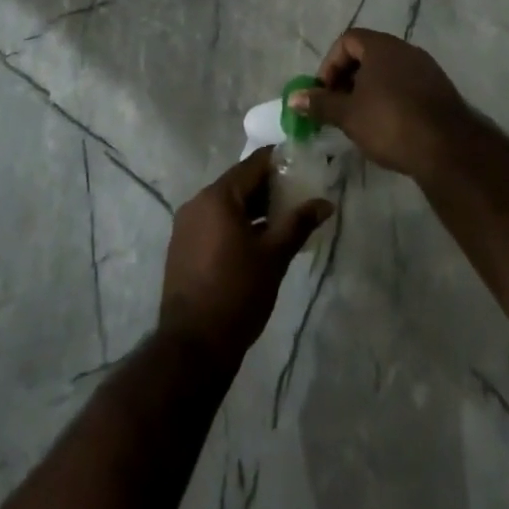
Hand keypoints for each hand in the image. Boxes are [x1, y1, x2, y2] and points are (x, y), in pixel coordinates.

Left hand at [159, 148, 331, 362]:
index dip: (280, 162)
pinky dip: (236, 223)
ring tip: (283, 220)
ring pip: (227, 204)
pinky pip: (214, 222)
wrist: (193, 347)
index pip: (254, 164)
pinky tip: (257, 241)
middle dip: (269, 188)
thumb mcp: (274, 256)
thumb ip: (299, 223)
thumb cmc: (237, 293)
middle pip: (239, 182)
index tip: (303, 164)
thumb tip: (325, 203)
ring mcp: (186, 225)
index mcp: (218, 196)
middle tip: (299, 196)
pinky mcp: (182, 246)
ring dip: (253, 208)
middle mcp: (197, 202)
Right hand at [293, 28, 479, 177]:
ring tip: (360, 119)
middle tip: (338, 106)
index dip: (330, 64)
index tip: (324, 92)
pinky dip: (391, 98)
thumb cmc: (390, 122)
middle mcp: (405, 49)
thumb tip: (293, 98)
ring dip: (369, 89)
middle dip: (348, 78)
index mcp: (382, 46)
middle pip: (368, 54)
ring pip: (388, 71)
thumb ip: (320, 103)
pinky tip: (388, 126)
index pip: (348, 40)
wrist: (448, 148)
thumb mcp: (348, 115)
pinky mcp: (440, 90)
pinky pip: (406, 85)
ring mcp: (426, 68)